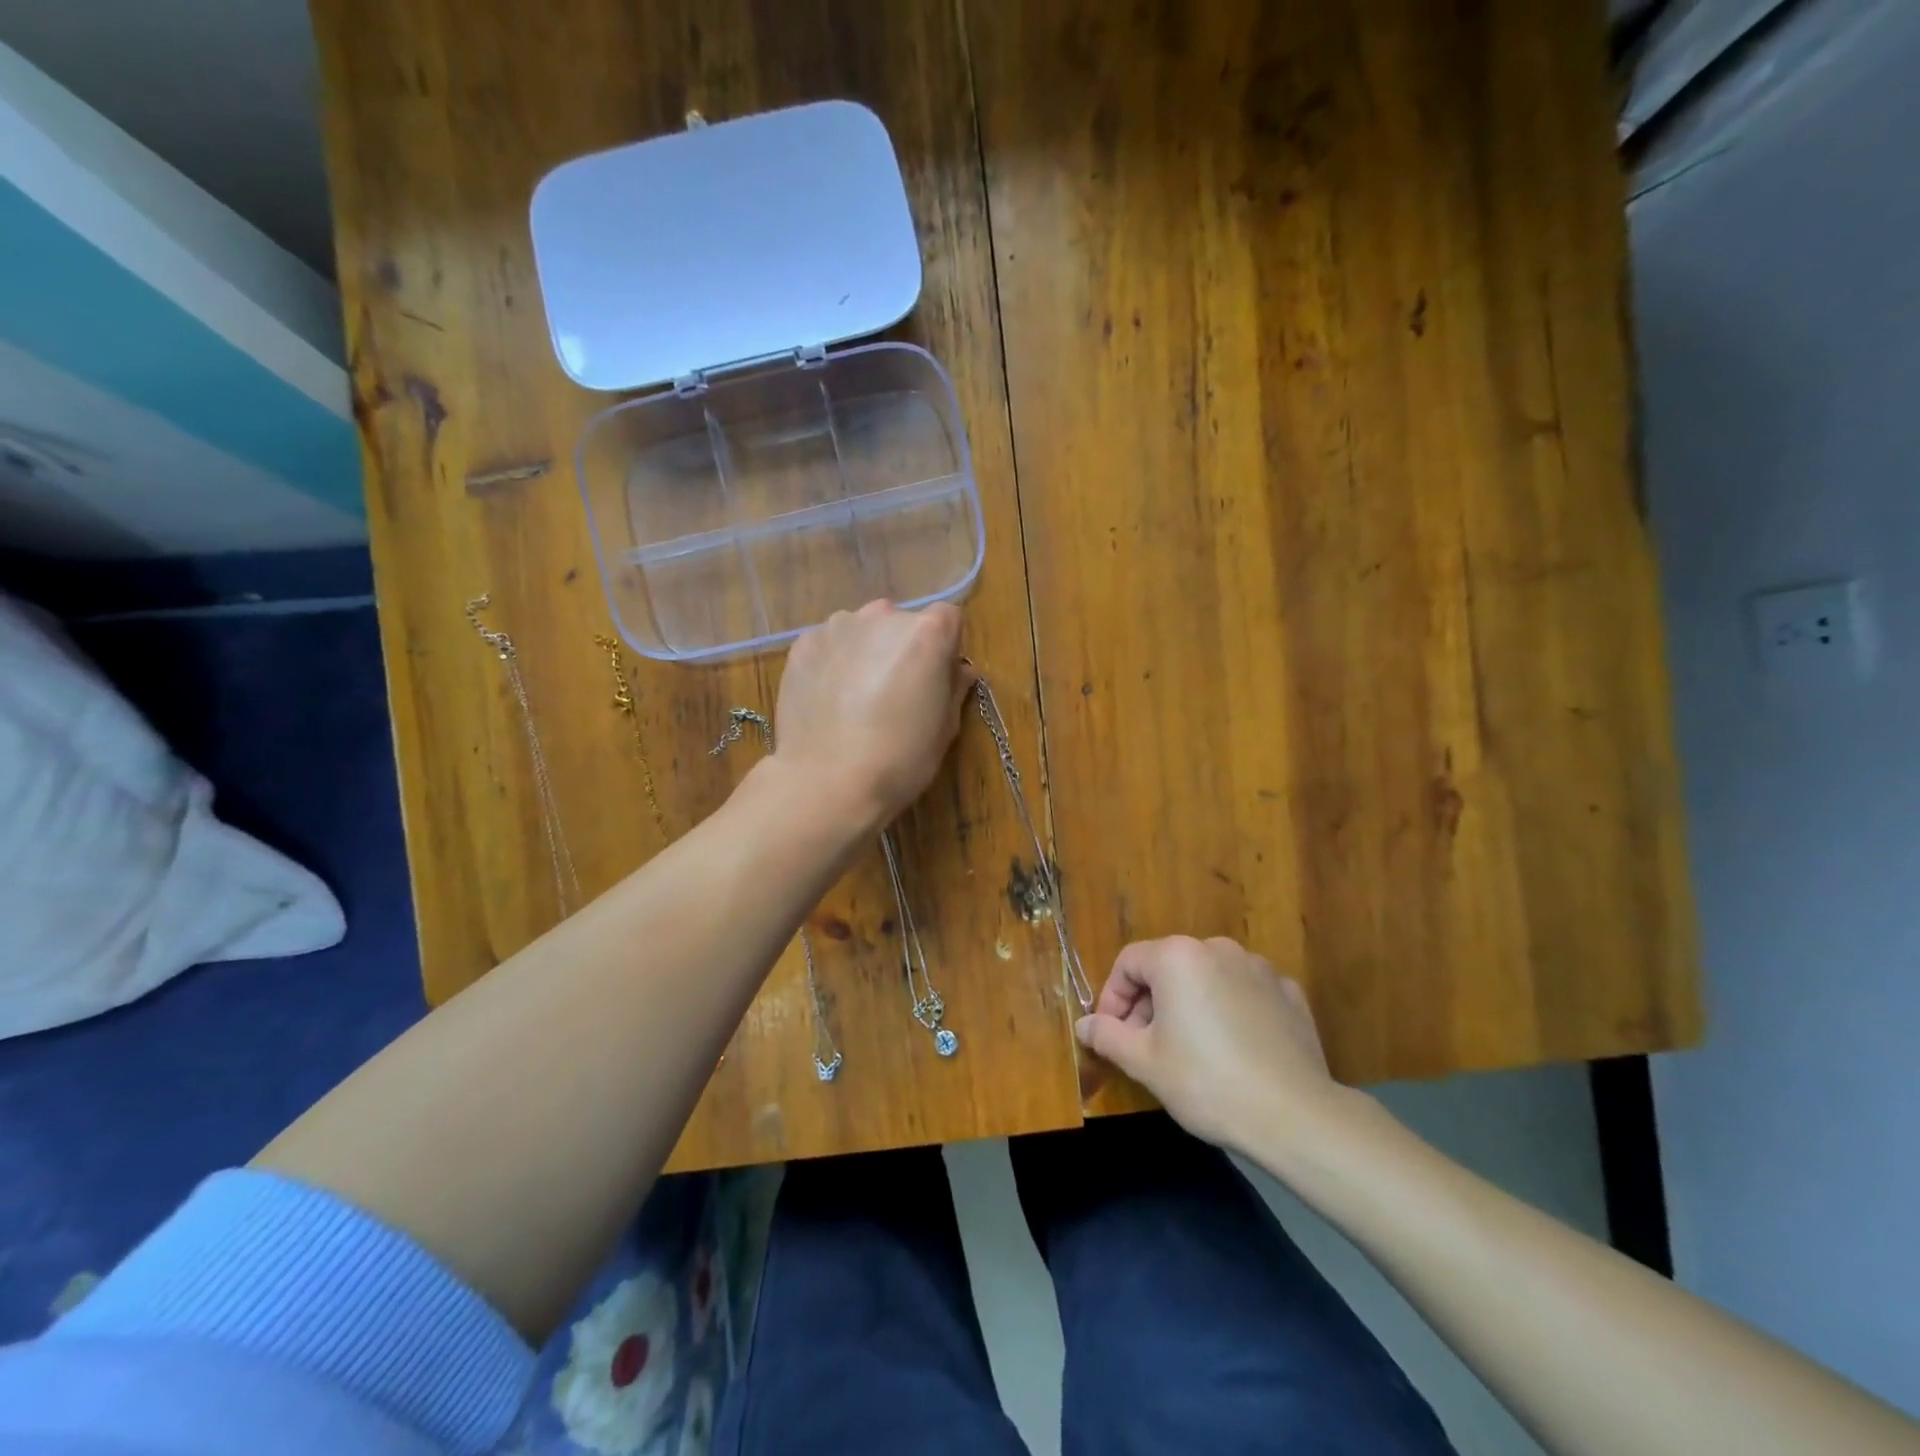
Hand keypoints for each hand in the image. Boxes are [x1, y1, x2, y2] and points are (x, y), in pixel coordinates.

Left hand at [771, 600, 973, 830]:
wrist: (827, 782)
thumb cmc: (900, 759)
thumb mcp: (945, 728)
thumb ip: (954, 687)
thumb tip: (958, 671)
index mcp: (927, 632)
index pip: (948, 619)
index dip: (946, 648)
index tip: (937, 679)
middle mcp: (883, 616)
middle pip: (902, 622)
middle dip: (903, 649)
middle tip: (896, 692)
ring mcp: (838, 627)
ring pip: (863, 631)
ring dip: (866, 652)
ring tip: (856, 698)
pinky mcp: (803, 644)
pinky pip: (830, 645)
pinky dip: (834, 662)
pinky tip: (829, 700)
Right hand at [1075, 935, 1359, 1154]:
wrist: (1295, 1115)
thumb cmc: (1206, 1082)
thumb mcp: (1144, 1062)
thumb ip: (1108, 1035)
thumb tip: (1084, 1025)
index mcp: (1177, 957)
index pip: (1128, 963)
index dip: (1111, 997)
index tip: (1110, 1033)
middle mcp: (1217, 948)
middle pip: (1167, 967)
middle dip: (1149, 1002)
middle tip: (1145, 1046)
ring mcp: (1258, 967)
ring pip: (1206, 978)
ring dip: (1188, 1004)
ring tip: (1189, 1049)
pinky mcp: (1288, 992)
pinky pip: (1244, 992)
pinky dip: (1229, 1010)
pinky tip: (1233, 1048)